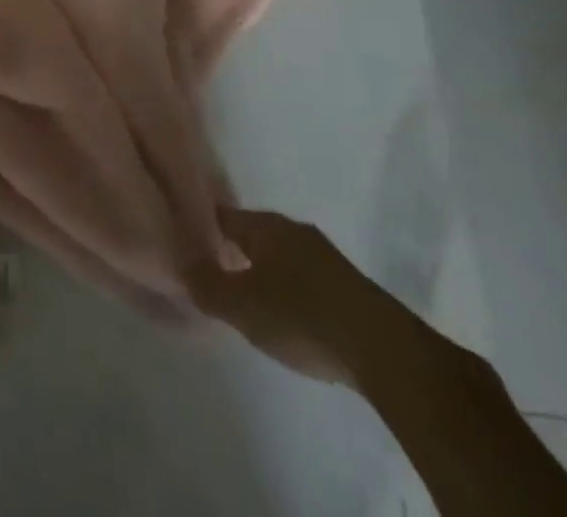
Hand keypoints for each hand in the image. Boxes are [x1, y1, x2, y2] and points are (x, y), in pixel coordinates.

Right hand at [187, 207, 409, 388]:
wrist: (385, 351)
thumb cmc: (302, 317)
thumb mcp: (242, 306)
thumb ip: (206, 285)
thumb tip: (181, 265)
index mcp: (265, 224)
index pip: (222, 215)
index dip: (201, 227)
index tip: (185, 243)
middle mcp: (294, 229)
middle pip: (253, 234)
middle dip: (234, 250)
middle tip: (213, 273)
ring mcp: (325, 256)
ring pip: (281, 256)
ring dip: (264, 271)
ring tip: (248, 297)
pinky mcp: (349, 285)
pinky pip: (305, 278)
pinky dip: (290, 289)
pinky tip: (287, 314)